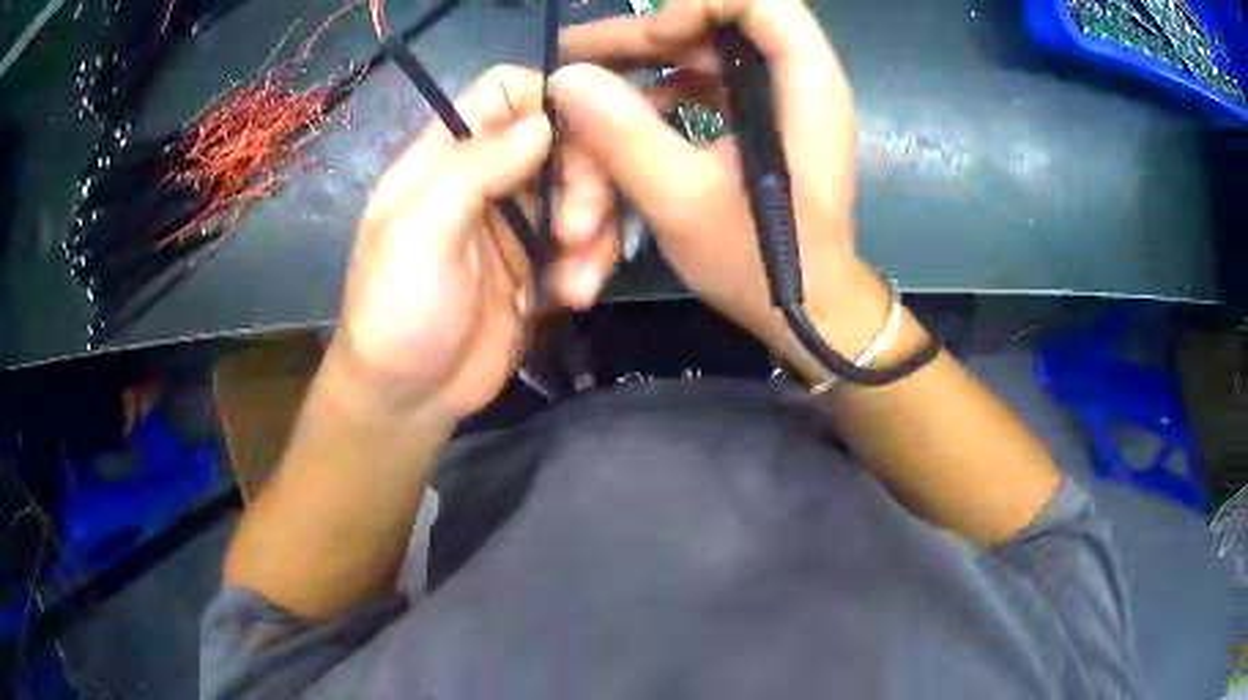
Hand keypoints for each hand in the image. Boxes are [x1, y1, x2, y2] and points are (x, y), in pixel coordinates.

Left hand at [333, 66, 618, 422]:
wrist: (409, 398)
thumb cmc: (397, 311)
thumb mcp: (418, 232)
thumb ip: (475, 167)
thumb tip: (544, 121)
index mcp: (445, 157)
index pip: (504, 92)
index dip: (549, 99)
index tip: (583, 137)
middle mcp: (486, 179)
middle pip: (560, 140)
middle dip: (584, 179)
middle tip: (577, 230)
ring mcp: (517, 223)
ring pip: (583, 192)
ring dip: (594, 231)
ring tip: (578, 278)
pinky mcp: (541, 265)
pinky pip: (586, 244)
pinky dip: (591, 265)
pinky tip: (574, 298)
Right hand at [555, 0, 890, 377]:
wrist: (810, 313)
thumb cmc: (764, 267)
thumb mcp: (684, 204)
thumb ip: (623, 136)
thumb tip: (566, 79)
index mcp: (805, 86)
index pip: (758, 0)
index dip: (696, 6)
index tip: (649, 42)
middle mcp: (797, 80)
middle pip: (717, 22)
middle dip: (642, 39)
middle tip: (573, 57)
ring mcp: (777, 99)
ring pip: (703, 53)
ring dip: (641, 69)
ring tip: (580, 90)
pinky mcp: (759, 120)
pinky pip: (704, 84)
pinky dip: (660, 96)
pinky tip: (623, 120)